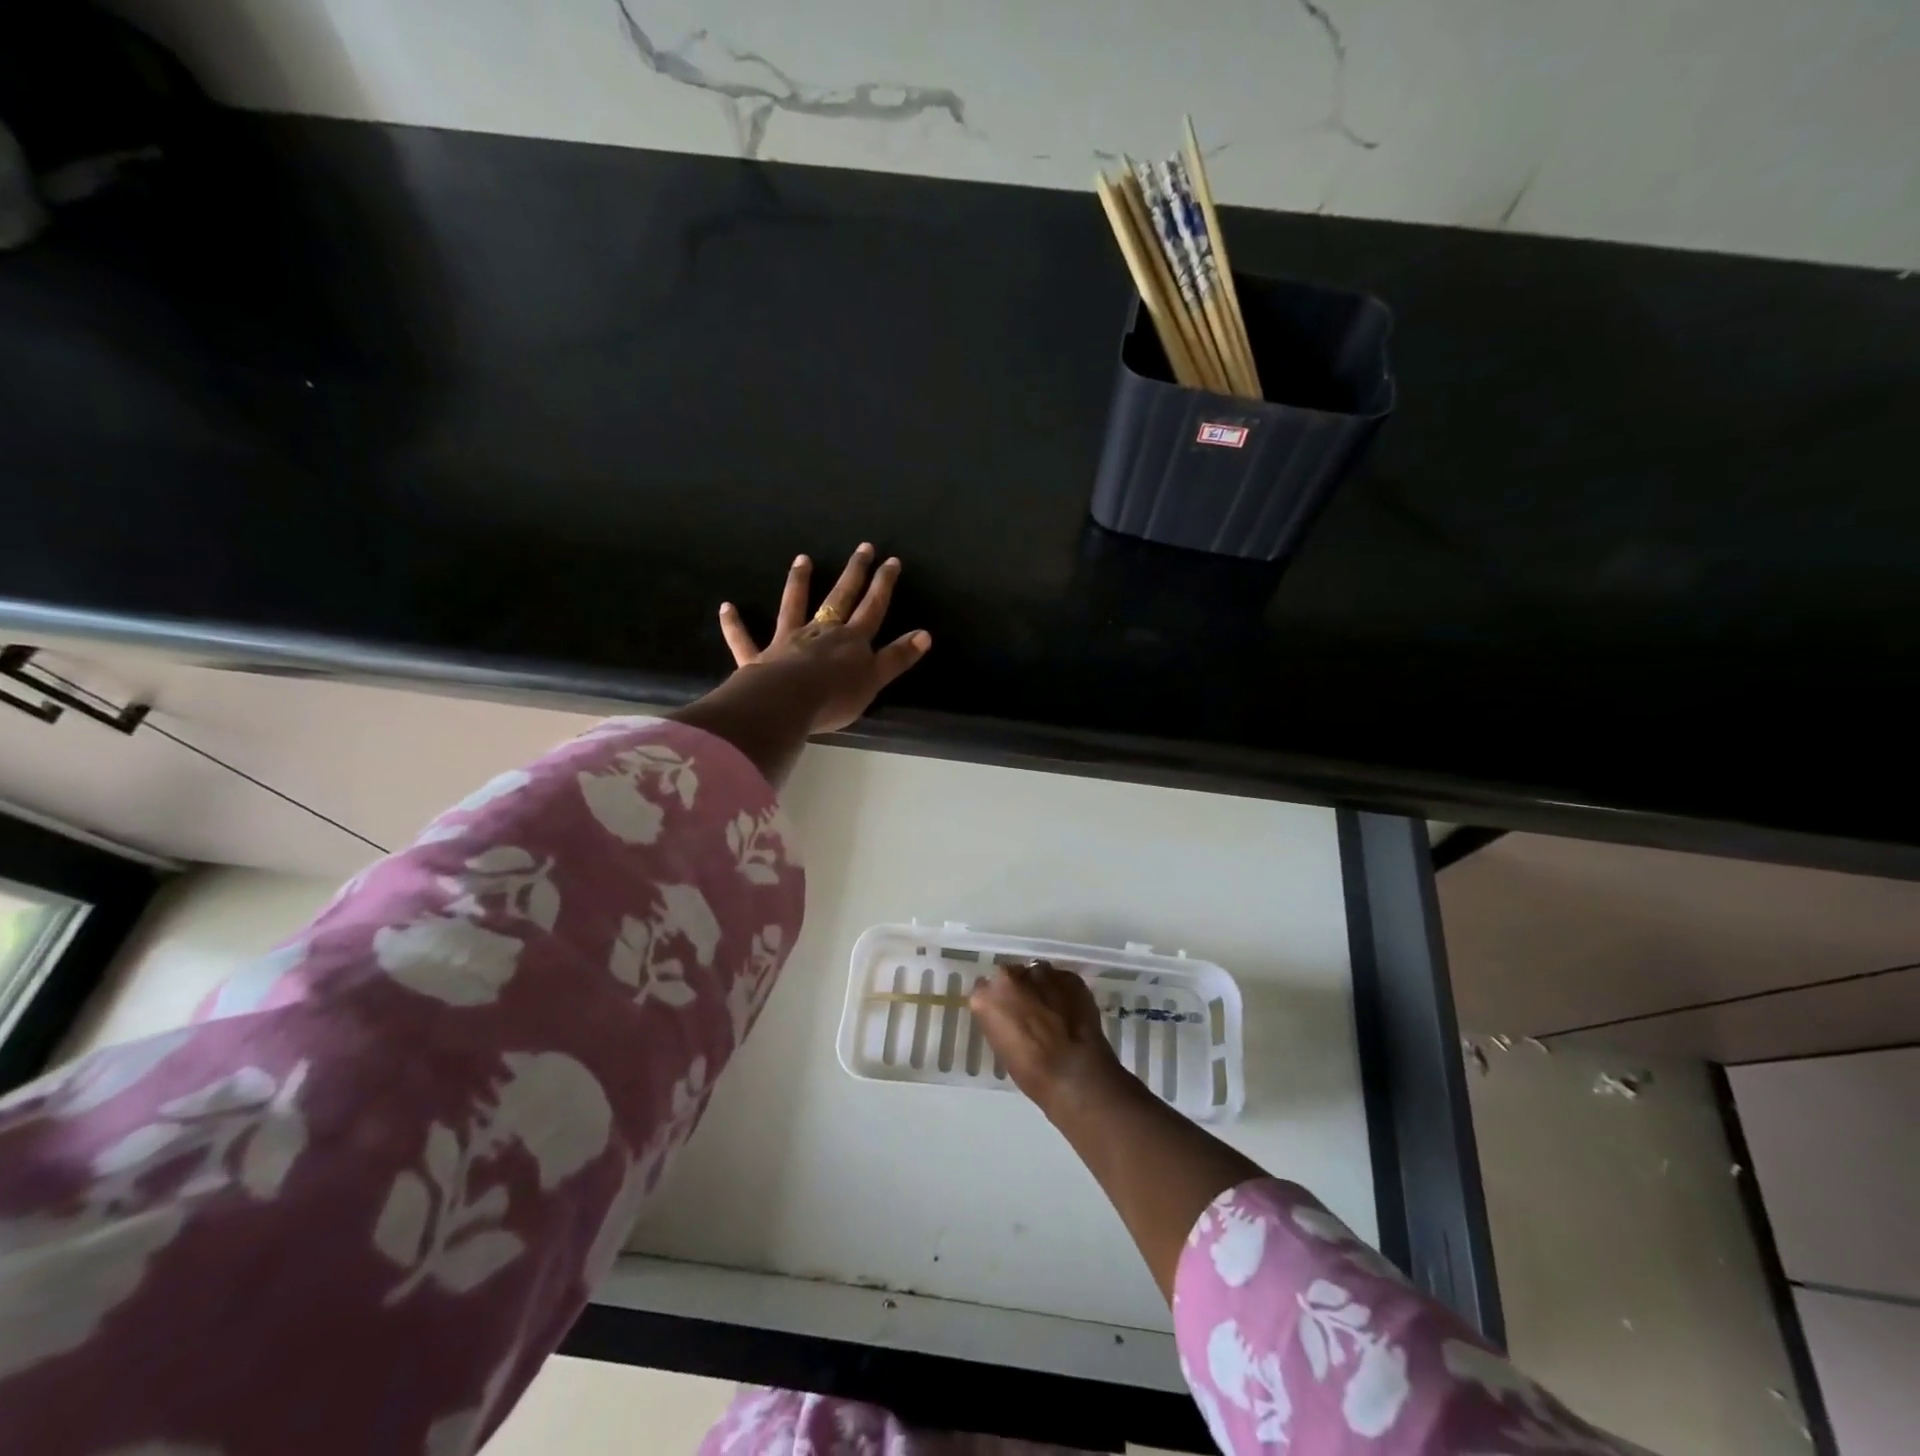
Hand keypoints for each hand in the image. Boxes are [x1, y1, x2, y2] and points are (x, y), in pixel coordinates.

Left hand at [718, 544, 931, 734]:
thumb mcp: (875, 680)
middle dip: (853, 573)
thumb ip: (897, 658)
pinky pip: (744, 639)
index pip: (872, 607)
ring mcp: (788, 641)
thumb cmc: (835, 696)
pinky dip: (735, 625)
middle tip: (862, 547)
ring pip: (794, 606)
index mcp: (851, 640)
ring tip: (802, 559)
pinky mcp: (759, 658)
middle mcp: (820, 632)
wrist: (787, 703)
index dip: (883, 584)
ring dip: (798, 583)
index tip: (891, 561)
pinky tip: (727, 607)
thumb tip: (925, 634)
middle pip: (840, 598)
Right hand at [969, 960, 1128, 1117]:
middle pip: (1010, 975)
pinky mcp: (1069, 976)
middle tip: (1029, 1010)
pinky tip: (1071, 1010)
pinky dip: (1063, 991)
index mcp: (986, 996)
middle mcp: (1010, 976)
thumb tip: (1009, 1014)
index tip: (1005, 1012)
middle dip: (1018, 988)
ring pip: (1037, 973)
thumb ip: (1001, 1020)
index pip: (984, 988)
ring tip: (1052, 1009)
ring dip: (1040, 987)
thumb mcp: (1002, 1047)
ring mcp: (1042, 972)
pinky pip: (1061, 980)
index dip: (997, 1001)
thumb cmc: (1031, 1073)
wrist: (1075, 1075)